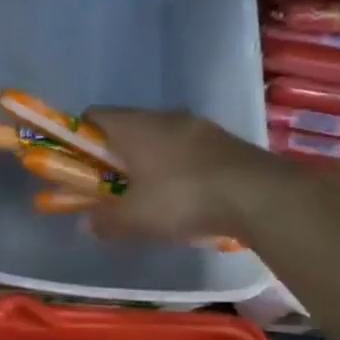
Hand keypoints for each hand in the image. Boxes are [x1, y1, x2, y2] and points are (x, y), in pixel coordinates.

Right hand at [84, 108, 283, 242]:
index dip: (79, 137)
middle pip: (126, 127)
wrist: (260, 196)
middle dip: (114, 155)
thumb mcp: (134, 219)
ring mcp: (198, 126)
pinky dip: (176, 166)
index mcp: (134, 126)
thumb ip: (105, 220)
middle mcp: (163, 116)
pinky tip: (184, 196)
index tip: (78, 165)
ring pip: (159, 137)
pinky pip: (186, 148)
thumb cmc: (182, 199)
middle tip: (112, 186)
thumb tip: (86, 224)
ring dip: (148, 160)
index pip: (93, 115)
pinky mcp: (224, 141)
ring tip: (150, 195)